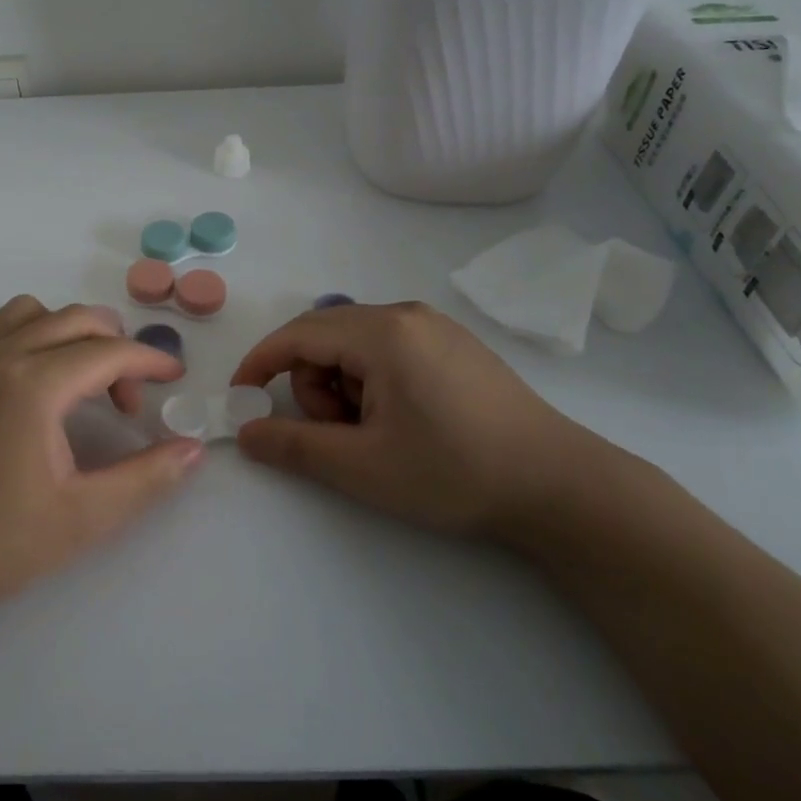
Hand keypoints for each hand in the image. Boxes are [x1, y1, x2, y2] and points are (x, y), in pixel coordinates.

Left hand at [0, 297, 203, 617]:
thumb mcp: (85, 517)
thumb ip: (147, 478)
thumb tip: (194, 448)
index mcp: (36, 384)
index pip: (108, 351)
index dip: (150, 359)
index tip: (175, 377)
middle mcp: (1, 358)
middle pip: (74, 320)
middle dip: (114, 347)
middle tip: (128, 401)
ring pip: (27, 312)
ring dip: (65, 331)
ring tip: (78, 378)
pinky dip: (7, 330)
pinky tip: (18, 366)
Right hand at [230, 301, 595, 539]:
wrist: (560, 487)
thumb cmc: (454, 472)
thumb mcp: (363, 466)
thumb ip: (294, 446)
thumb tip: (246, 432)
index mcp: (383, 332)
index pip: (298, 334)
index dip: (260, 363)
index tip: (241, 397)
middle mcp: (406, 314)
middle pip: (326, 336)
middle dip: (313, 384)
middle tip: (340, 435)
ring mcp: (435, 326)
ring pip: (356, 344)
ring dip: (345, 386)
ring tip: (378, 434)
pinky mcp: (454, 344)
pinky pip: (389, 349)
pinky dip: (374, 381)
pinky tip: (403, 420)